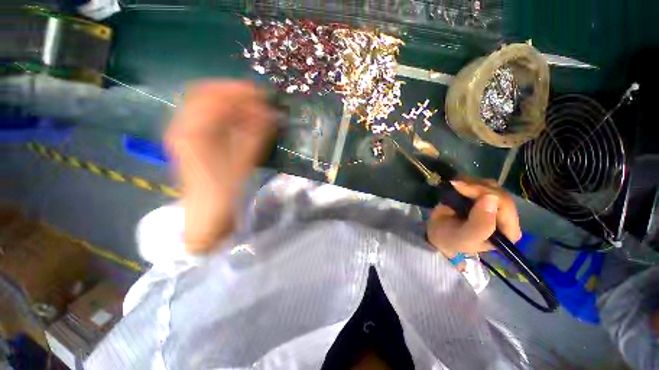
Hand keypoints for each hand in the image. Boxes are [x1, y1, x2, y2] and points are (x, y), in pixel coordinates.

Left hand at [164, 81, 277, 252]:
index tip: (263, 95)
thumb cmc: (224, 190)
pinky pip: (208, 117)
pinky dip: (226, 114)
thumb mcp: (243, 162)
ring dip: (231, 102)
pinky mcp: (191, 138)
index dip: (241, 93)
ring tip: (253, 109)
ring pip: (207, 104)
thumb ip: (256, 135)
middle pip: (206, 94)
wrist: (207, 212)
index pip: (215, 98)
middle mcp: (181, 125)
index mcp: (191, 132)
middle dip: (234, 93)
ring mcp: (183, 131)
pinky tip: (242, 120)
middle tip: (258, 99)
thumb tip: (271, 113)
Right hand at [426, 179, 521, 264]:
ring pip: (491, 185)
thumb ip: (480, 224)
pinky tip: (457, 185)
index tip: (461, 188)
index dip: (484, 193)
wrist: (437, 233)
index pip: (505, 206)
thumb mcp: (464, 237)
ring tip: (454, 186)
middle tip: (454, 184)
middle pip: (498, 193)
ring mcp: (495, 205)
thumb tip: (491, 199)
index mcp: (508, 231)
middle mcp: (505, 217)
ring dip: (471, 183)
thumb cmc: (451, 239)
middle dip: (475, 187)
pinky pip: (482, 183)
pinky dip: (468, 181)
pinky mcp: (484, 197)